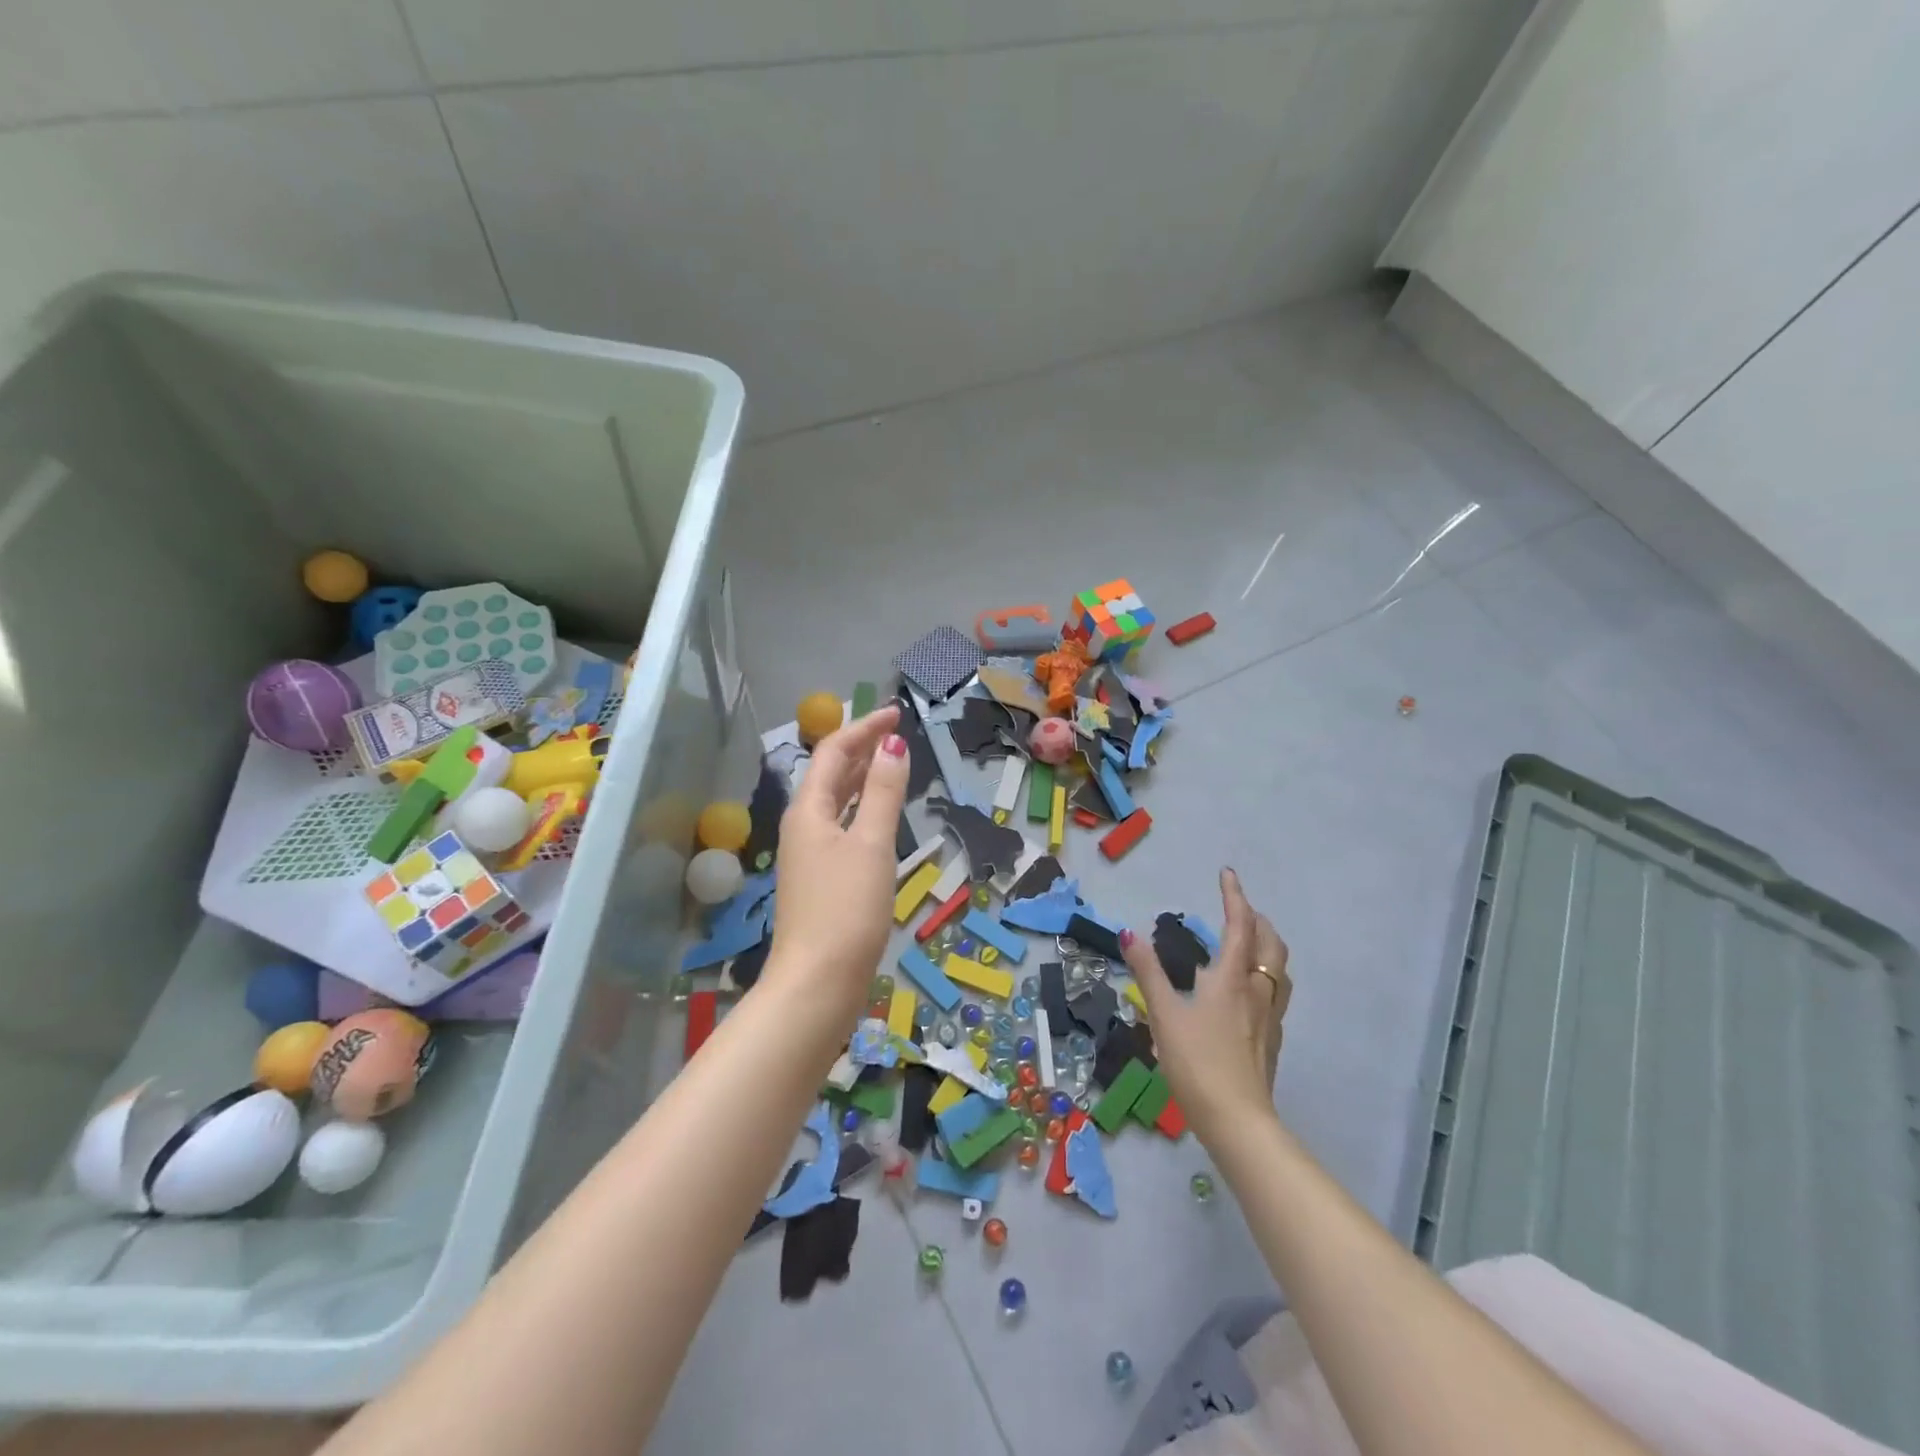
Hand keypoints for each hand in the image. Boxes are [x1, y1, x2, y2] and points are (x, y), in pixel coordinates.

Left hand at [765, 706, 908, 1022]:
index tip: (897, 714)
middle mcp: (803, 826)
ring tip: (893, 764)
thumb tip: (893, 744)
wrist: (818, 982)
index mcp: (809, 810)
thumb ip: (884, 793)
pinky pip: (842, 827)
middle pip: (831, 774)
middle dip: (862, 748)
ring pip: (836, 801)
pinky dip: (863, 810)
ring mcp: (810, 854)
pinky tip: (880, 816)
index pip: (834, 752)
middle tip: (898, 734)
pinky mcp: (821, 879)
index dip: (864, 728)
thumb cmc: (846, 909)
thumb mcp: (871, 844)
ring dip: (862, 778)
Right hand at [1121, 868, 1291, 1141]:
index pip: (1240, 925)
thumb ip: (1147, 972)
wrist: (1237, 1120)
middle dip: (1258, 920)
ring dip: (1267, 947)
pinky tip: (1247, 993)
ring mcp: (1269, 1017)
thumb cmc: (1197, 1061)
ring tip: (1248, 944)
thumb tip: (1128, 933)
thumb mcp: (1164, 1014)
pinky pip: (1275, 994)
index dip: (1235, 896)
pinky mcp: (1271, 1041)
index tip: (1227, 874)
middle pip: (1271, 944)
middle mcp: (1257, 991)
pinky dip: (1265, 976)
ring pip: (1279, 970)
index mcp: (1232, 978)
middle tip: (1239, 909)